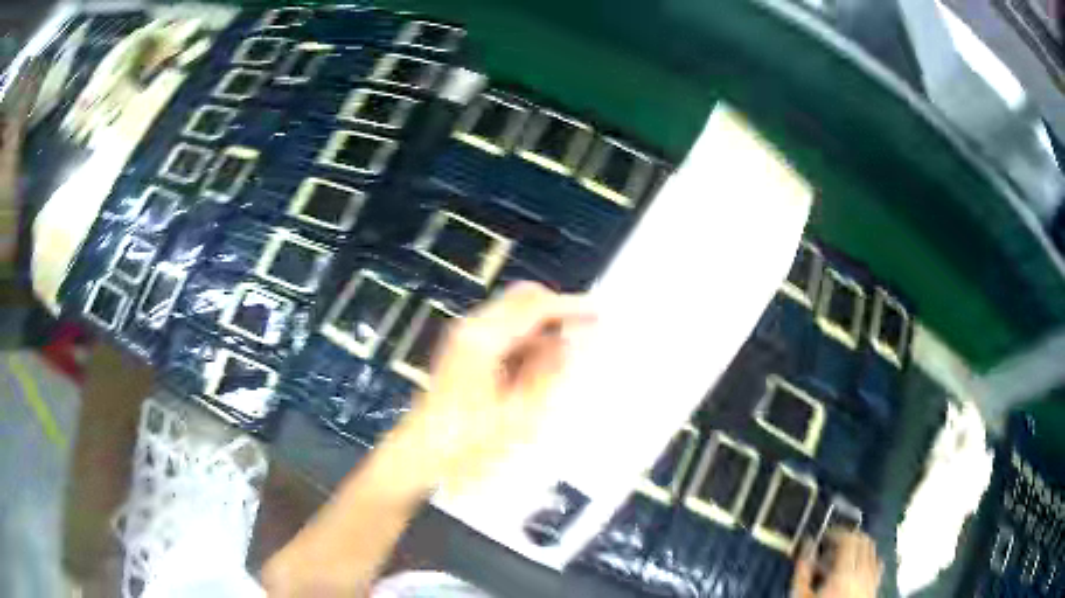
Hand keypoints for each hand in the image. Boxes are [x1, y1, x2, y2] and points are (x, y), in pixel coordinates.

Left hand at [392, 281, 593, 492]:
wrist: (422, 453)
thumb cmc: (469, 439)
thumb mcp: (519, 412)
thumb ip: (548, 371)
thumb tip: (572, 342)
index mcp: (484, 338)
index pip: (535, 306)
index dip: (571, 307)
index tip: (599, 314)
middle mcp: (472, 326)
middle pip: (522, 299)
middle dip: (556, 310)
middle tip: (585, 331)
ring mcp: (465, 336)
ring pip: (513, 314)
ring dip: (541, 327)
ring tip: (566, 357)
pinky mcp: (463, 348)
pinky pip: (503, 331)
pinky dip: (525, 340)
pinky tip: (538, 368)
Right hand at [792, 530, 882, 597]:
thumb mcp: (802, 596)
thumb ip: (803, 571)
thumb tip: (806, 547)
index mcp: (846, 571)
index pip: (849, 538)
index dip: (837, 532)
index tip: (824, 536)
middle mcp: (864, 570)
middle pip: (864, 540)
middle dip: (849, 537)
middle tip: (833, 543)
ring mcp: (872, 578)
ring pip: (873, 550)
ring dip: (860, 547)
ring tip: (844, 555)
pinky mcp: (875, 587)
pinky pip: (877, 565)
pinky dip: (869, 559)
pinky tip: (858, 568)